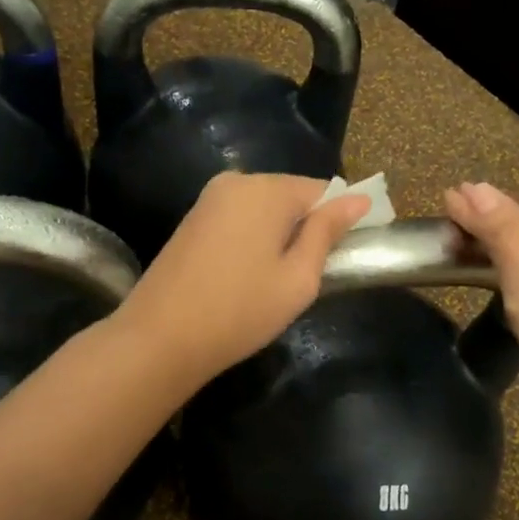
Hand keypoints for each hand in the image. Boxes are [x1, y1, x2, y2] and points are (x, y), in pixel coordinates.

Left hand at [116, 172, 371, 385]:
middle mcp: (236, 181)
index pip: (324, 190)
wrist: (160, 338)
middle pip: (292, 195)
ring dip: (280, 235)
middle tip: (309, 276)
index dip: (341, 220)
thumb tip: (358, 199)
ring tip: (277, 280)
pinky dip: (254, 239)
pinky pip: (240, 218)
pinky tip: (248, 275)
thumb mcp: (298, 278)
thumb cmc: (240, 311)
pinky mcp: (192, 219)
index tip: (346, 255)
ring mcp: (208, 199)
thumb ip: (327, 232)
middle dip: (308, 227)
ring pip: (264, 208)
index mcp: (267, 188)